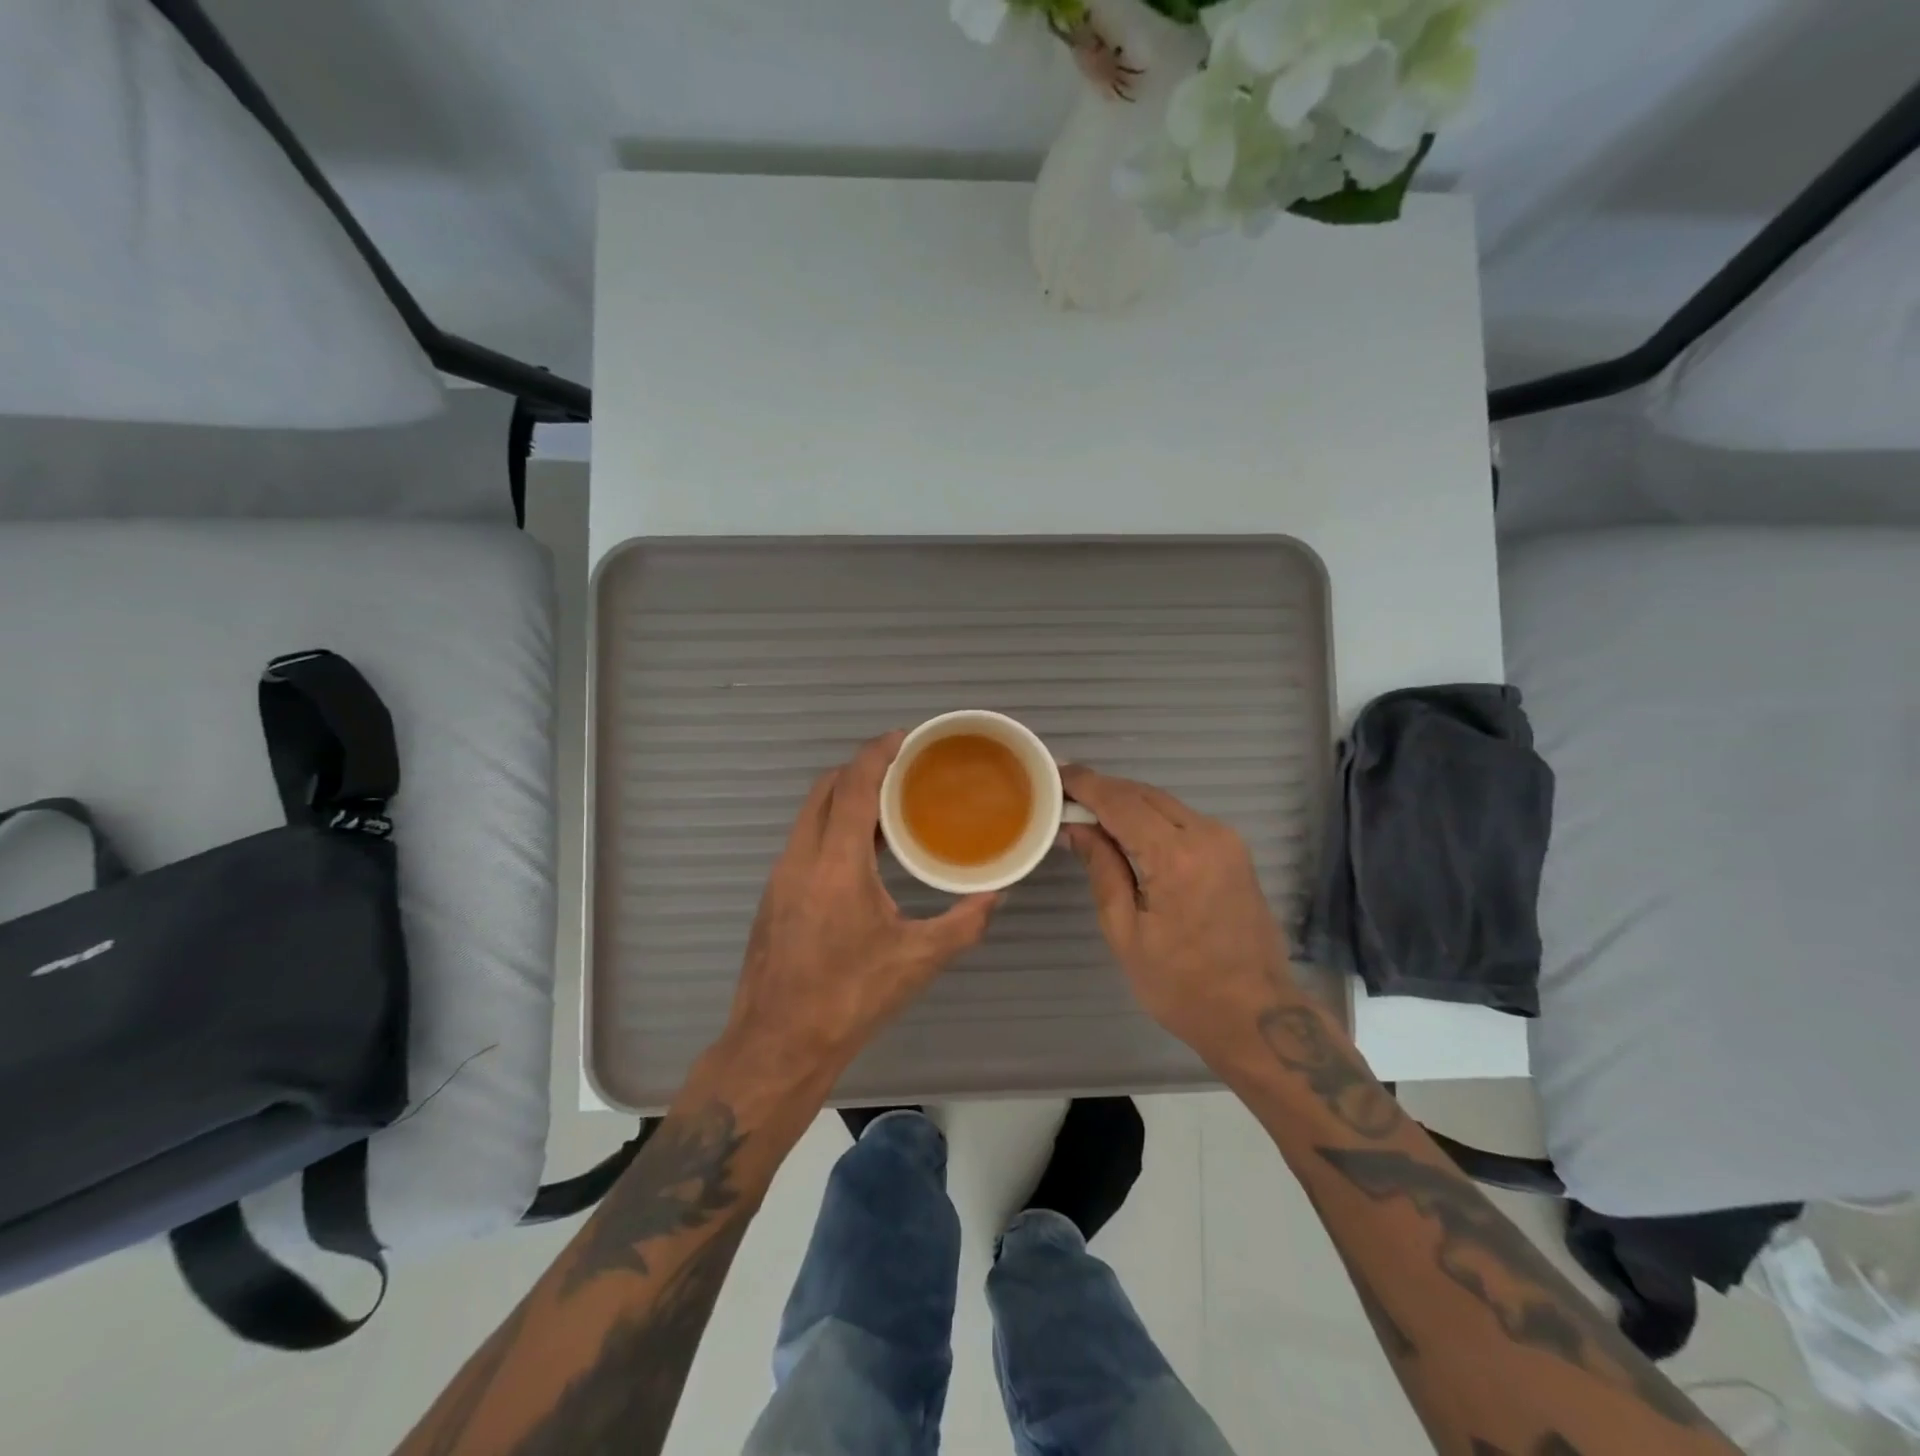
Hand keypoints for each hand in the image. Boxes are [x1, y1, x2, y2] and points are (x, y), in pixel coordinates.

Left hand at [717, 733, 1000, 1094]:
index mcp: (836, 864)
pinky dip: (832, 826)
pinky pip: (804, 839)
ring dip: (845, 798)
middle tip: (902, 769)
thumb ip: (963, 923)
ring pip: (810, 813)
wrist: (777, 1043)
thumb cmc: (849, 998)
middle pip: (825, 788)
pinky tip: (863, 852)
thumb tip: (996, 896)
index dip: (878, 753)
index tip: (905, 738)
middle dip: (861, 768)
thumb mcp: (917, 961)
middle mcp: (801, 857)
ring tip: (889, 806)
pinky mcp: (774, 894)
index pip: (853, 786)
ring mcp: (781, 875)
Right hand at [1060, 765, 1296, 1056]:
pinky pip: (1182, 818)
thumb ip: (1102, 869)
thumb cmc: (1181, 986)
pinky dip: (1149, 815)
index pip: (1121, 803)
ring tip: (1086, 808)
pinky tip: (1125, 828)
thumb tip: (1076, 828)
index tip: (1054, 773)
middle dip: (1102, 788)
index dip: (1085, 784)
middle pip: (1144, 794)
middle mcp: (1207, 835)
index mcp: (1177, 858)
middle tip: (1063, 792)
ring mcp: (1226, 840)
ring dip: (1126, 801)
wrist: (1258, 1015)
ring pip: (1164, 803)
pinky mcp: (1234, 851)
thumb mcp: (1125, 932)